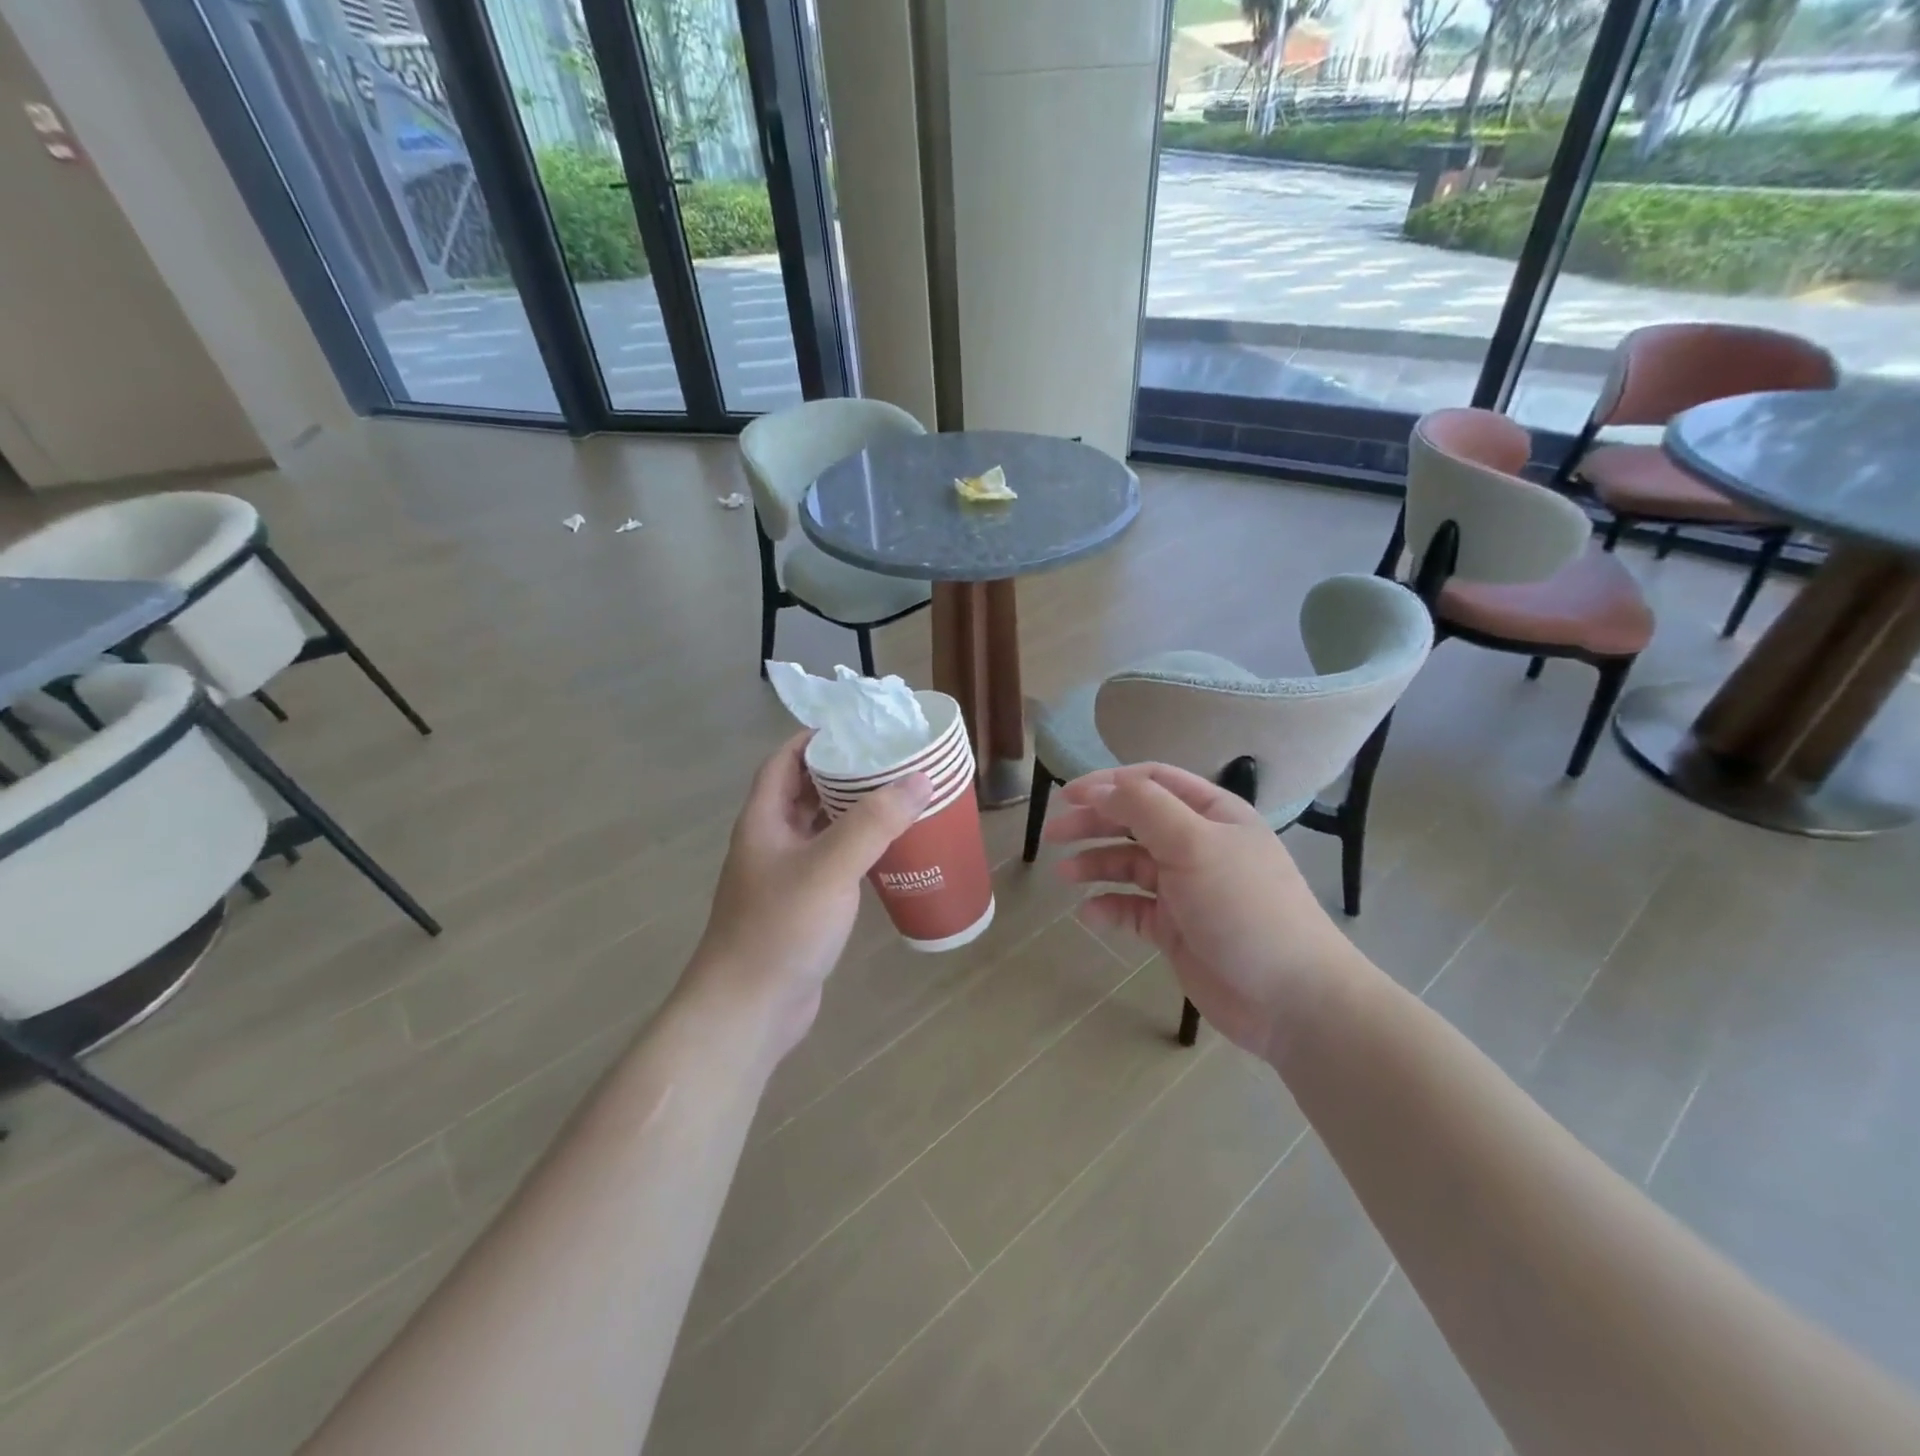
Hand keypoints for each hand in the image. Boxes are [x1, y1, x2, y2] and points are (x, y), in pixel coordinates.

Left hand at [687, 733, 930, 1057]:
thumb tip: (919, 779)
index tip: (859, 727)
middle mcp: (771, 842)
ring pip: (822, 830)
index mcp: (764, 820)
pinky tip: (890, 852)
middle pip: (806, 792)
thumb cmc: (781, 928)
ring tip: (899, 797)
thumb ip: (874, 822)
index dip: (816, 738)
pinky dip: (858, 851)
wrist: (749, 1009)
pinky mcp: (803, 907)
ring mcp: (785, 877)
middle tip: (892, 760)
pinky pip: (833, 864)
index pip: (785, 761)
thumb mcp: (829, 867)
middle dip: (845, 773)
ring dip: (854, 813)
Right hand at [1044, 763, 1365, 1063]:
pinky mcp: (1176, 929)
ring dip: (1096, 864)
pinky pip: (1134, 909)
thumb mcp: (1194, 844)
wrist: (1289, 997)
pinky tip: (1089, 914)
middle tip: (1054, 833)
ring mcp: (1186, 888)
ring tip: (1065, 874)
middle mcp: (1198, 845)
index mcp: (1212, 814)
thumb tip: (1099, 789)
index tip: (1067, 796)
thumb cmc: (1243, 906)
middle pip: (1135, 821)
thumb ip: (1144, 808)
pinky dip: (1110, 907)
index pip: (1152, 782)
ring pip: (1130, 865)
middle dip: (1094, 822)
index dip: (1108, 783)